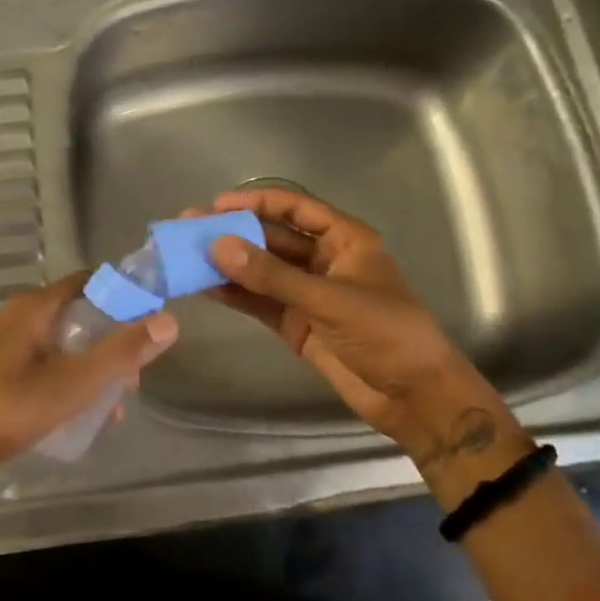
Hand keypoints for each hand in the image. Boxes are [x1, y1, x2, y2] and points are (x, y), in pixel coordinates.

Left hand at [0, 273, 177, 473]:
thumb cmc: (14, 406)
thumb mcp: (77, 381)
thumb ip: (123, 352)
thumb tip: (168, 321)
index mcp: (36, 306)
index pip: (88, 282)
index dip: (121, 297)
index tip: (146, 323)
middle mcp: (19, 315)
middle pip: (78, 316)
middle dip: (110, 343)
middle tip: (133, 377)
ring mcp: (6, 343)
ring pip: (62, 344)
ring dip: (91, 367)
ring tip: (113, 405)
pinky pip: (44, 363)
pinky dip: (68, 379)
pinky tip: (82, 414)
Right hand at [201, 189, 505, 458]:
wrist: (414, 398)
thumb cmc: (386, 334)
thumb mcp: (329, 300)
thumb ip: (272, 275)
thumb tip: (217, 246)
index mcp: (344, 240)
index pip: (295, 209)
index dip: (256, 202)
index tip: (216, 205)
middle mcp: (323, 260)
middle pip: (271, 238)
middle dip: (233, 233)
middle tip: (188, 229)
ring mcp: (307, 293)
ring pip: (260, 270)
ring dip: (227, 263)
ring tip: (185, 255)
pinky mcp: (296, 323)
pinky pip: (259, 301)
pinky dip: (234, 294)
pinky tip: (204, 286)